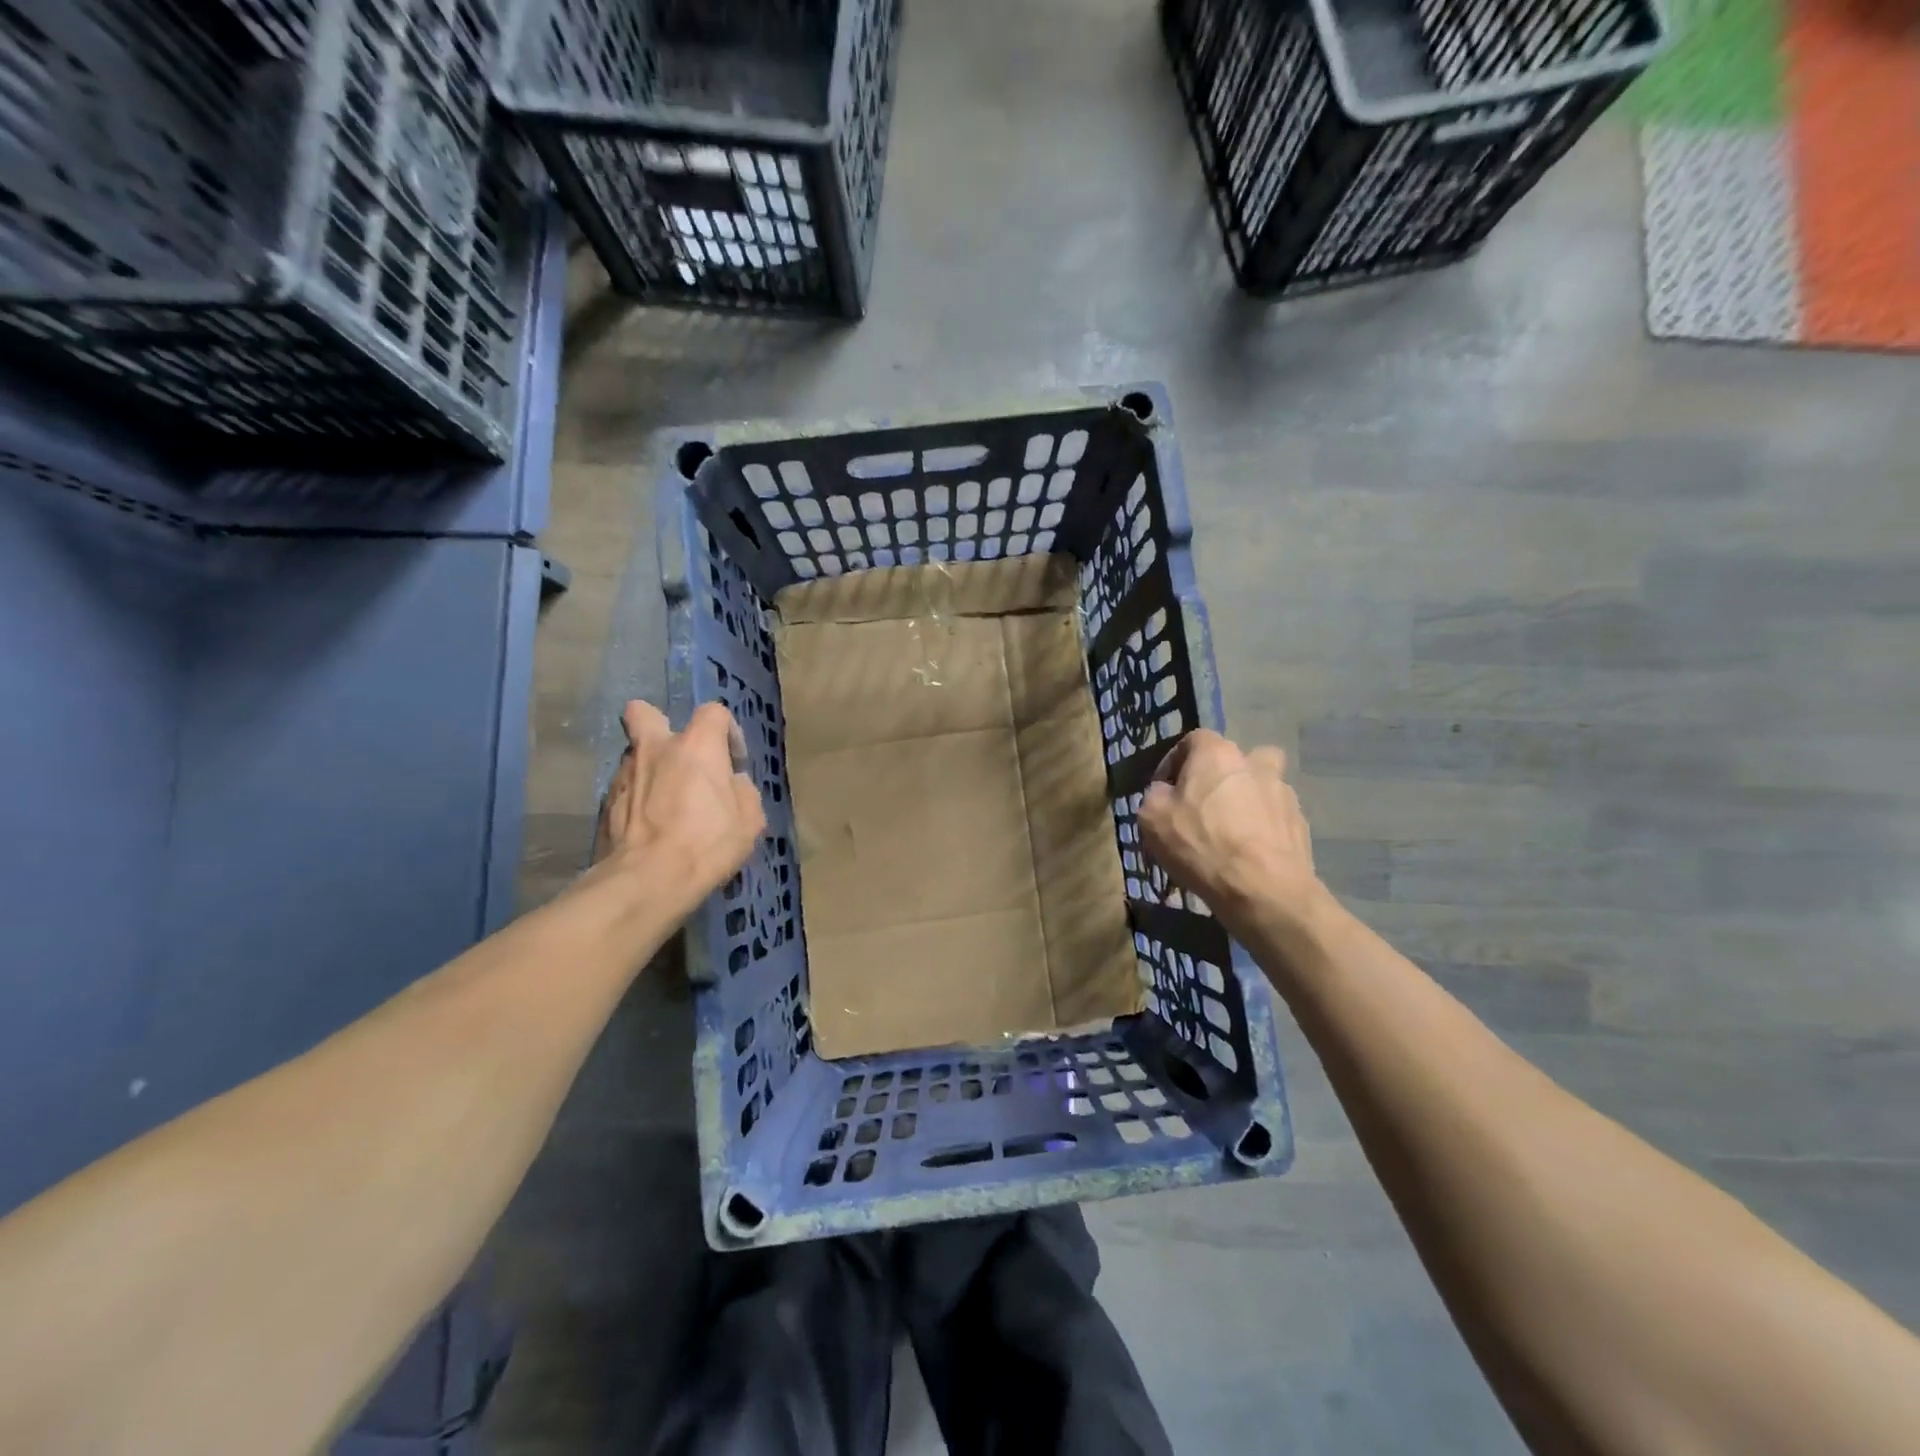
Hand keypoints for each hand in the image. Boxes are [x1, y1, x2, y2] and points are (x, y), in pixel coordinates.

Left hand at [593, 701, 765, 915]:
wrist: (648, 880)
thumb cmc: (707, 843)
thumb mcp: (749, 820)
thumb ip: (742, 791)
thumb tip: (731, 783)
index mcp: (696, 746)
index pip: (713, 712)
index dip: (727, 732)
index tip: (733, 762)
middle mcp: (656, 748)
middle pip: (643, 712)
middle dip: (657, 724)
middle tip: (677, 757)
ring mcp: (624, 774)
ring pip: (635, 756)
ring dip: (650, 770)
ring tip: (666, 804)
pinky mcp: (605, 803)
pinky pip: (625, 789)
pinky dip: (637, 800)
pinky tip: (649, 827)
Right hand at [1138, 730, 1332, 939]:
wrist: (1264, 889)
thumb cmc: (1200, 844)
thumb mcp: (1151, 817)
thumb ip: (1154, 795)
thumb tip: (1165, 792)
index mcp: (1216, 753)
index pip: (1193, 740)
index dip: (1175, 762)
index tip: (1165, 789)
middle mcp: (1254, 762)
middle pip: (1233, 760)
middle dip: (1217, 778)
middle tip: (1202, 807)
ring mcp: (1283, 792)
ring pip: (1259, 786)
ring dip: (1245, 800)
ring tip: (1229, 833)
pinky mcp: (1300, 823)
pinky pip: (1274, 817)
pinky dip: (1261, 828)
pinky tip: (1248, 854)